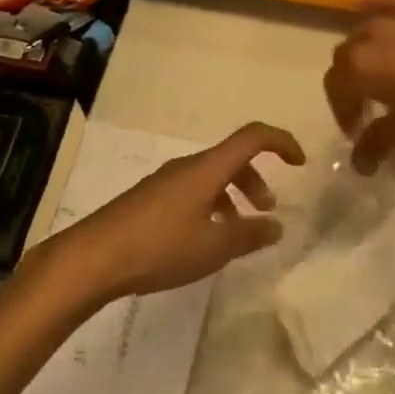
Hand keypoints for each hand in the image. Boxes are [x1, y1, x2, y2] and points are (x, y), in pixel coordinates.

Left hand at [47, 123, 304, 300]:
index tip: (300, 163)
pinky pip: (193, 191)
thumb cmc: (159, 246)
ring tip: (237, 235)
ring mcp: (166, 181)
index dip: (281, 142)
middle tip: (267, 213)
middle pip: (232, 158)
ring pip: (212, 177)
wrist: (94, 256)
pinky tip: (204, 242)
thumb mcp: (213, 247)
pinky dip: (211, 207)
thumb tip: (276, 226)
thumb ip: (249, 235)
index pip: (253, 137)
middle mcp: (188, 166)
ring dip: (233, 197)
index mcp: (208, 168)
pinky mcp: (150, 198)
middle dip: (256, 180)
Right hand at [325, 0, 394, 174]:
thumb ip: (377, 143)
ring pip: (367, 29)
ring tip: (386, 70)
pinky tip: (387, 23)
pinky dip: (381, 14)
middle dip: (351, 80)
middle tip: (369, 104)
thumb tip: (358, 162)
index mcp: (359, 68)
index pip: (335, 87)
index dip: (342, 111)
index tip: (357, 131)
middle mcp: (370, 35)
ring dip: (367, 50)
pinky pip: (392, 6)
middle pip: (346, 56)